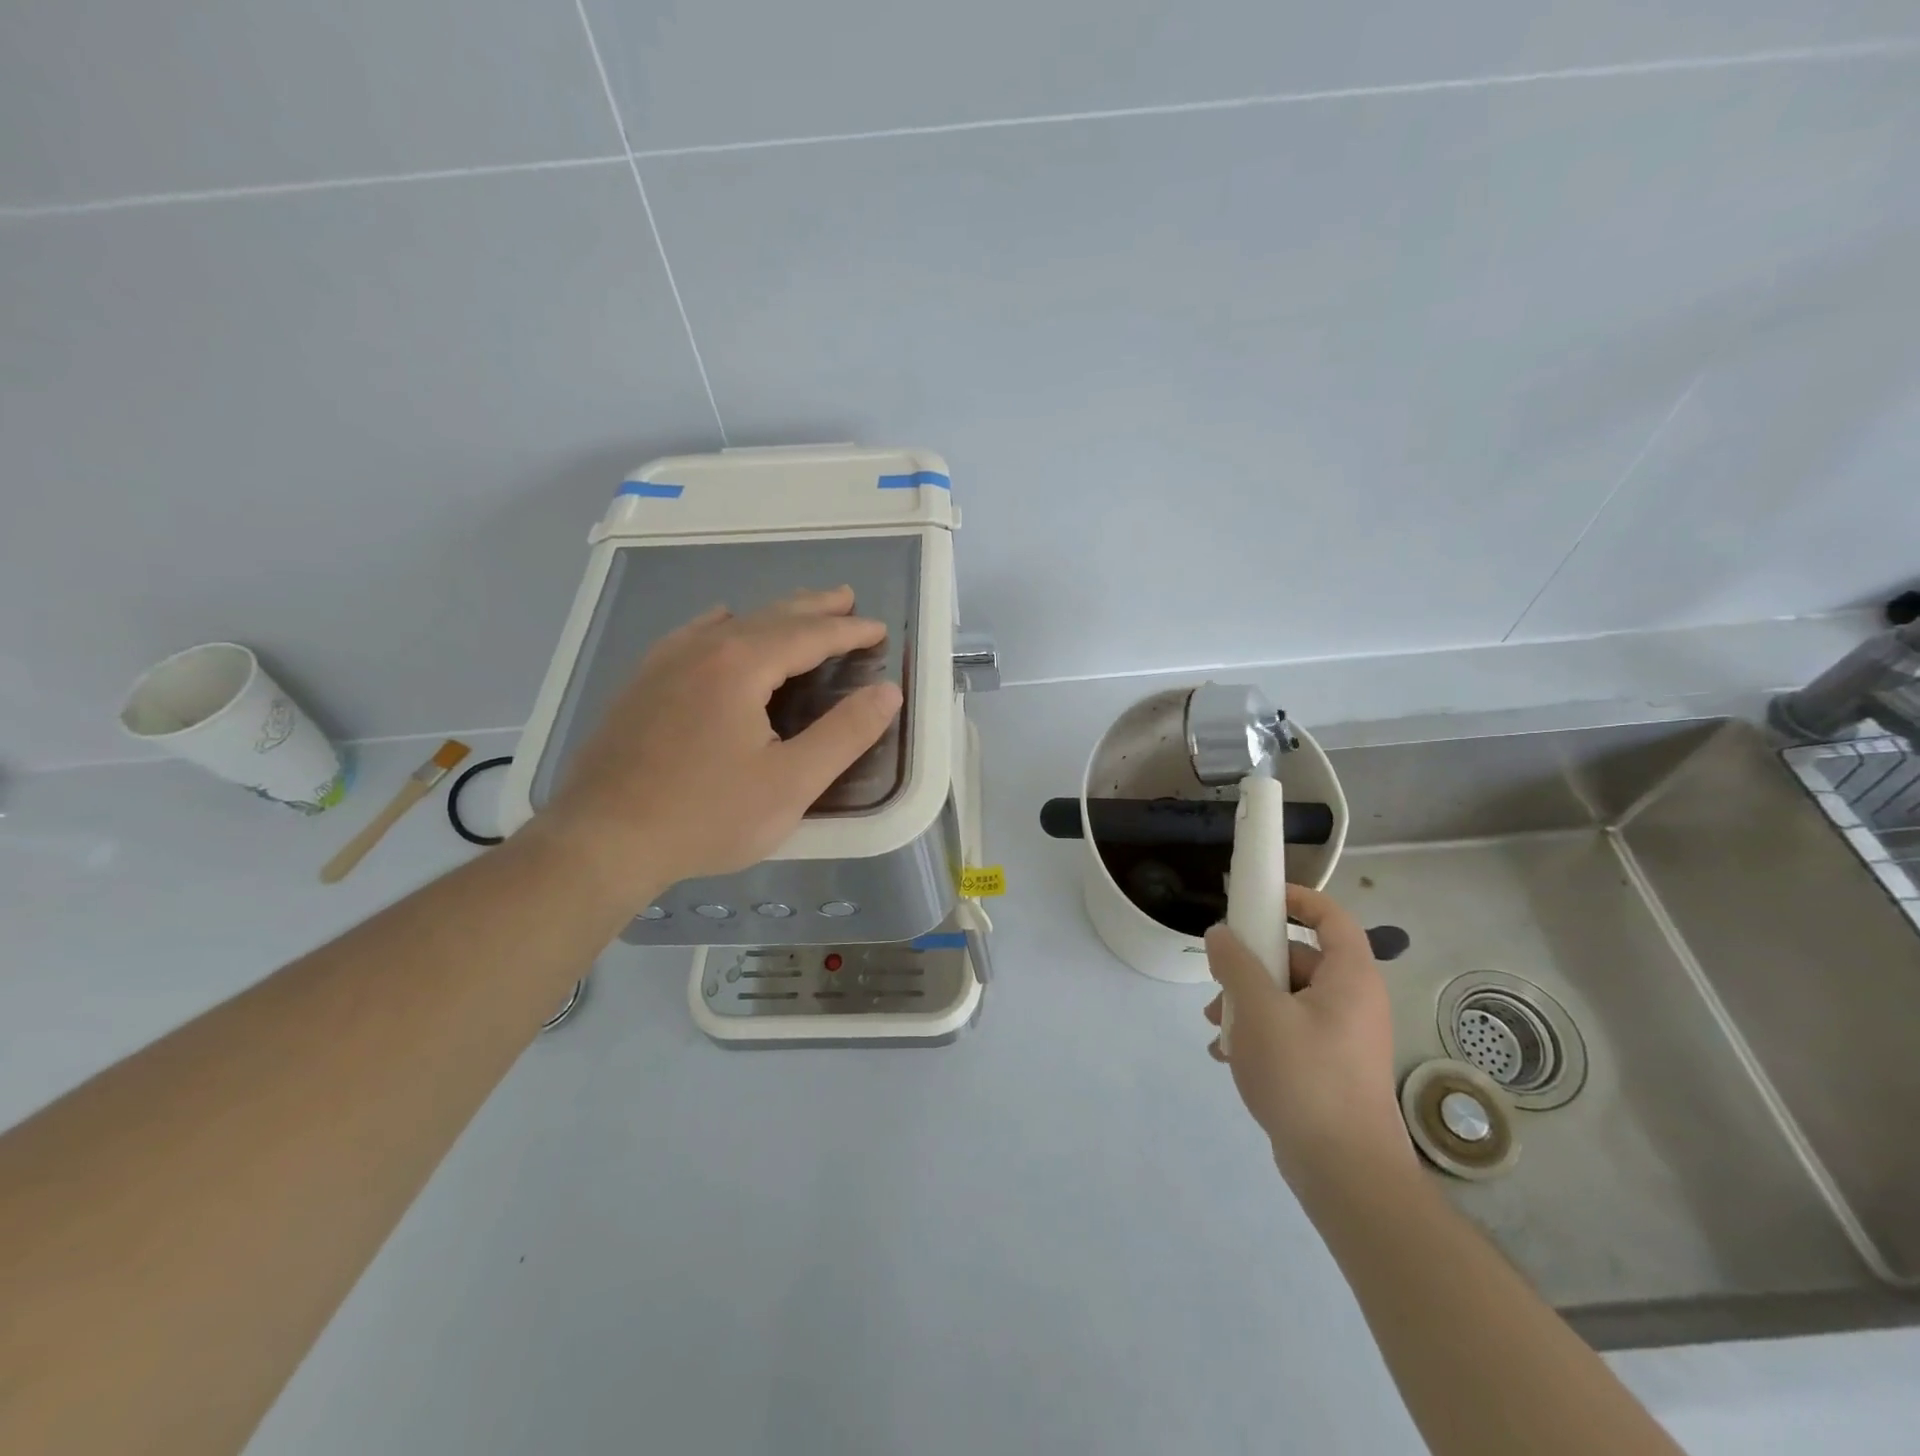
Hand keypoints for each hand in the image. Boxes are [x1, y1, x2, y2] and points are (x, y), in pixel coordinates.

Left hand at [533, 587, 902, 905]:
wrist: (601, 841)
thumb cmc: (706, 815)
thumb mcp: (792, 782)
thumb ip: (845, 734)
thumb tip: (888, 692)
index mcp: (741, 665)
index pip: (809, 635)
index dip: (848, 631)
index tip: (879, 629)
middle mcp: (701, 649)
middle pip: (769, 617)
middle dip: (813, 608)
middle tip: (846, 598)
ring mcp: (663, 664)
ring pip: (730, 624)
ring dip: (772, 615)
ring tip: (797, 612)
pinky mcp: (640, 686)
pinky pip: (691, 637)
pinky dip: (723, 626)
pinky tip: (720, 627)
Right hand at [1204, 884, 1412, 1192]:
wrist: (1345, 1173)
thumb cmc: (1305, 1077)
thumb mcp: (1258, 1011)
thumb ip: (1235, 965)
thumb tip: (1221, 935)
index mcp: (1350, 978)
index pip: (1331, 917)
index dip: (1296, 899)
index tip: (1256, 898)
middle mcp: (1353, 1001)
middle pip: (1299, 959)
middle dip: (1252, 964)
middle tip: (1217, 979)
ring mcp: (1343, 1038)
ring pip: (1288, 997)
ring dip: (1247, 1002)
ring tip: (1215, 1026)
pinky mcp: (1330, 1068)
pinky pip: (1291, 1031)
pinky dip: (1259, 1034)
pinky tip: (1228, 1056)